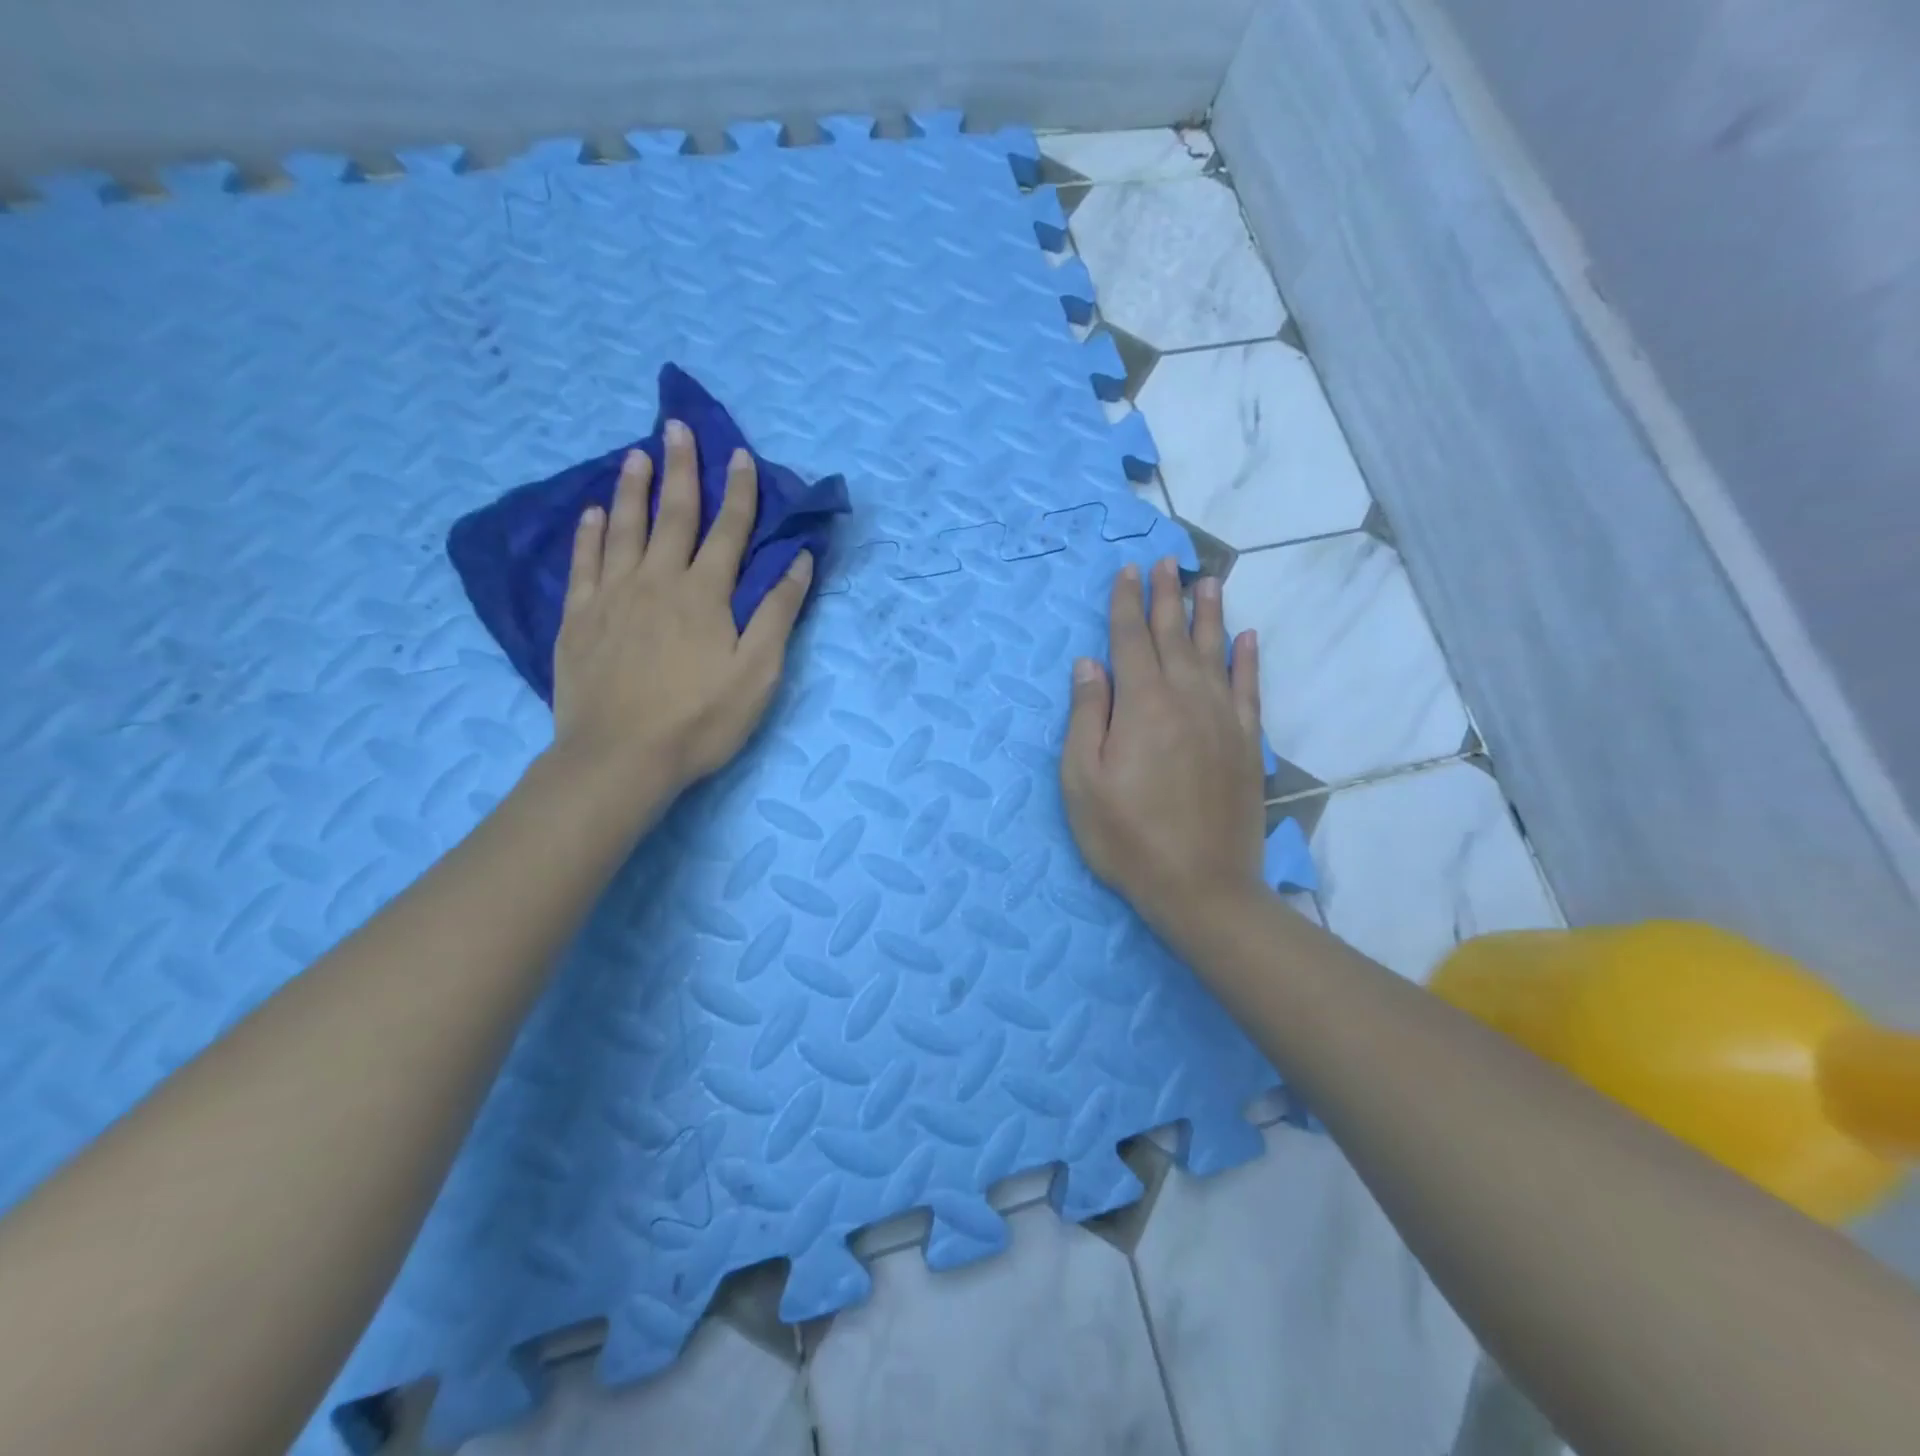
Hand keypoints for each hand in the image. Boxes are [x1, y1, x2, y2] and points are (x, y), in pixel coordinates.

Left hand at [551, 421, 812, 811]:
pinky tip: (592, 513)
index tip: (739, 454)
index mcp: (705, 594)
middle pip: (673, 516)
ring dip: (633, 489)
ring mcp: (612, 596)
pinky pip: (583, 563)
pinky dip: (589, 533)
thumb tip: (799, 561)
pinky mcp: (579, 618)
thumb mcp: (757, 672)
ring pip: (624, 529)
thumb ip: (777, 613)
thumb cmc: (700, 720)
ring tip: (635, 455)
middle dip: (681, 470)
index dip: (738, 493)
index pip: (728, 531)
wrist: (620, 757)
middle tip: (676, 427)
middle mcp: (658, 581)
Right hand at [1061, 558, 1267, 944]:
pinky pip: (1249, 688)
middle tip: (1165, 561)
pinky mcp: (1247, 743)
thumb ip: (1086, 716)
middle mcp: (1186, 698)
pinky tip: (1248, 638)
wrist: (1200, 886)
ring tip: (1207, 581)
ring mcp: (1223, 719)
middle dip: (1165, 596)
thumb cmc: (1127, 836)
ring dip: (1209, 614)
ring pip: (1216, 651)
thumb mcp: (1082, 781)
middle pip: (1173, 635)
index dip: (1125, 603)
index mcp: (1142, 704)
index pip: (1130, 640)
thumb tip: (1089, 664)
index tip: (1127, 570)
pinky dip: (1248, 659)